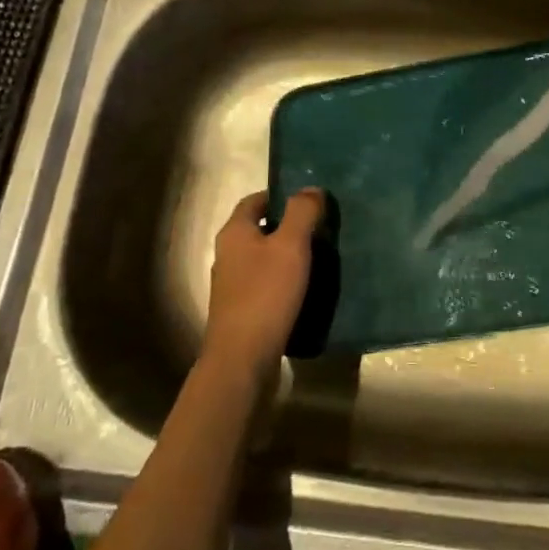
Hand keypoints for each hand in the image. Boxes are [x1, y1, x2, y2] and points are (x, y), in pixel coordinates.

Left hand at [202, 189, 324, 381]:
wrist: (242, 361)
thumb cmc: (266, 294)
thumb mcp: (291, 245)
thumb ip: (302, 212)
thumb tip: (311, 188)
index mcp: (234, 232)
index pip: (255, 200)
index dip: (281, 195)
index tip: (310, 201)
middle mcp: (227, 255)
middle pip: (259, 229)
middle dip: (288, 225)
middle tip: (320, 227)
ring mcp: (232, 286)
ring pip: (263, 258)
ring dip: (287, 255)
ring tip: (319, 257)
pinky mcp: (241, 312)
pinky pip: (265, 285)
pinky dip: (283, 281)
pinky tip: (305, 289)